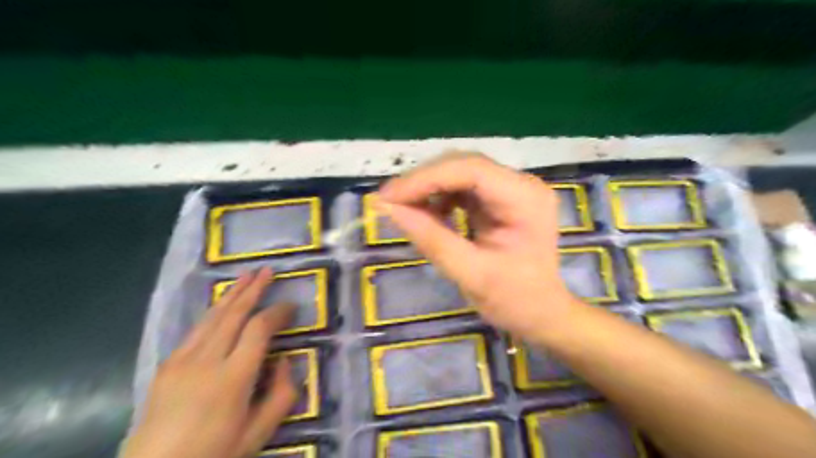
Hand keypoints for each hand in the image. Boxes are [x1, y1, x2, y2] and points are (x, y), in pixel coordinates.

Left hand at [120, 271, 297, 457]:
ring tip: (247, 275)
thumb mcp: (258, 434)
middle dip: (253, 289)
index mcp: (233, 379)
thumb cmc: (214, 454)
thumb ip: (282, 395)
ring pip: (212, 316)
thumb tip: (286, 361)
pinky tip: (222, 305)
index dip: (277, 312)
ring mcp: (182, 361)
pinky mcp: (167, 365)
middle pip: (234, 314)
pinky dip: (214, 312)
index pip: (259, 329)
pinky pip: (196, 330)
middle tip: (268, 270)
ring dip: (232, 293)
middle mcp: (206, 361)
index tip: (290, 306)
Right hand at [379, 153, 574, 336]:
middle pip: (464, 165)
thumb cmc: (515, 300)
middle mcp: (522, 184)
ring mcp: (512, 189)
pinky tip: (429, 215)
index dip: (425, 178)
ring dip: (429, 188)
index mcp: (525, 199)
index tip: (389, 197)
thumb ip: (431, 238)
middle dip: (423, 182)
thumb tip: (389, 209)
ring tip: (404, 210)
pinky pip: (464, 187)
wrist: (543, 313)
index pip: (470, 169)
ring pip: (460, 173)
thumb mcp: (470, 274)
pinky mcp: (502, 199)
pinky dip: (440, 197)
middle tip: (389, 202)